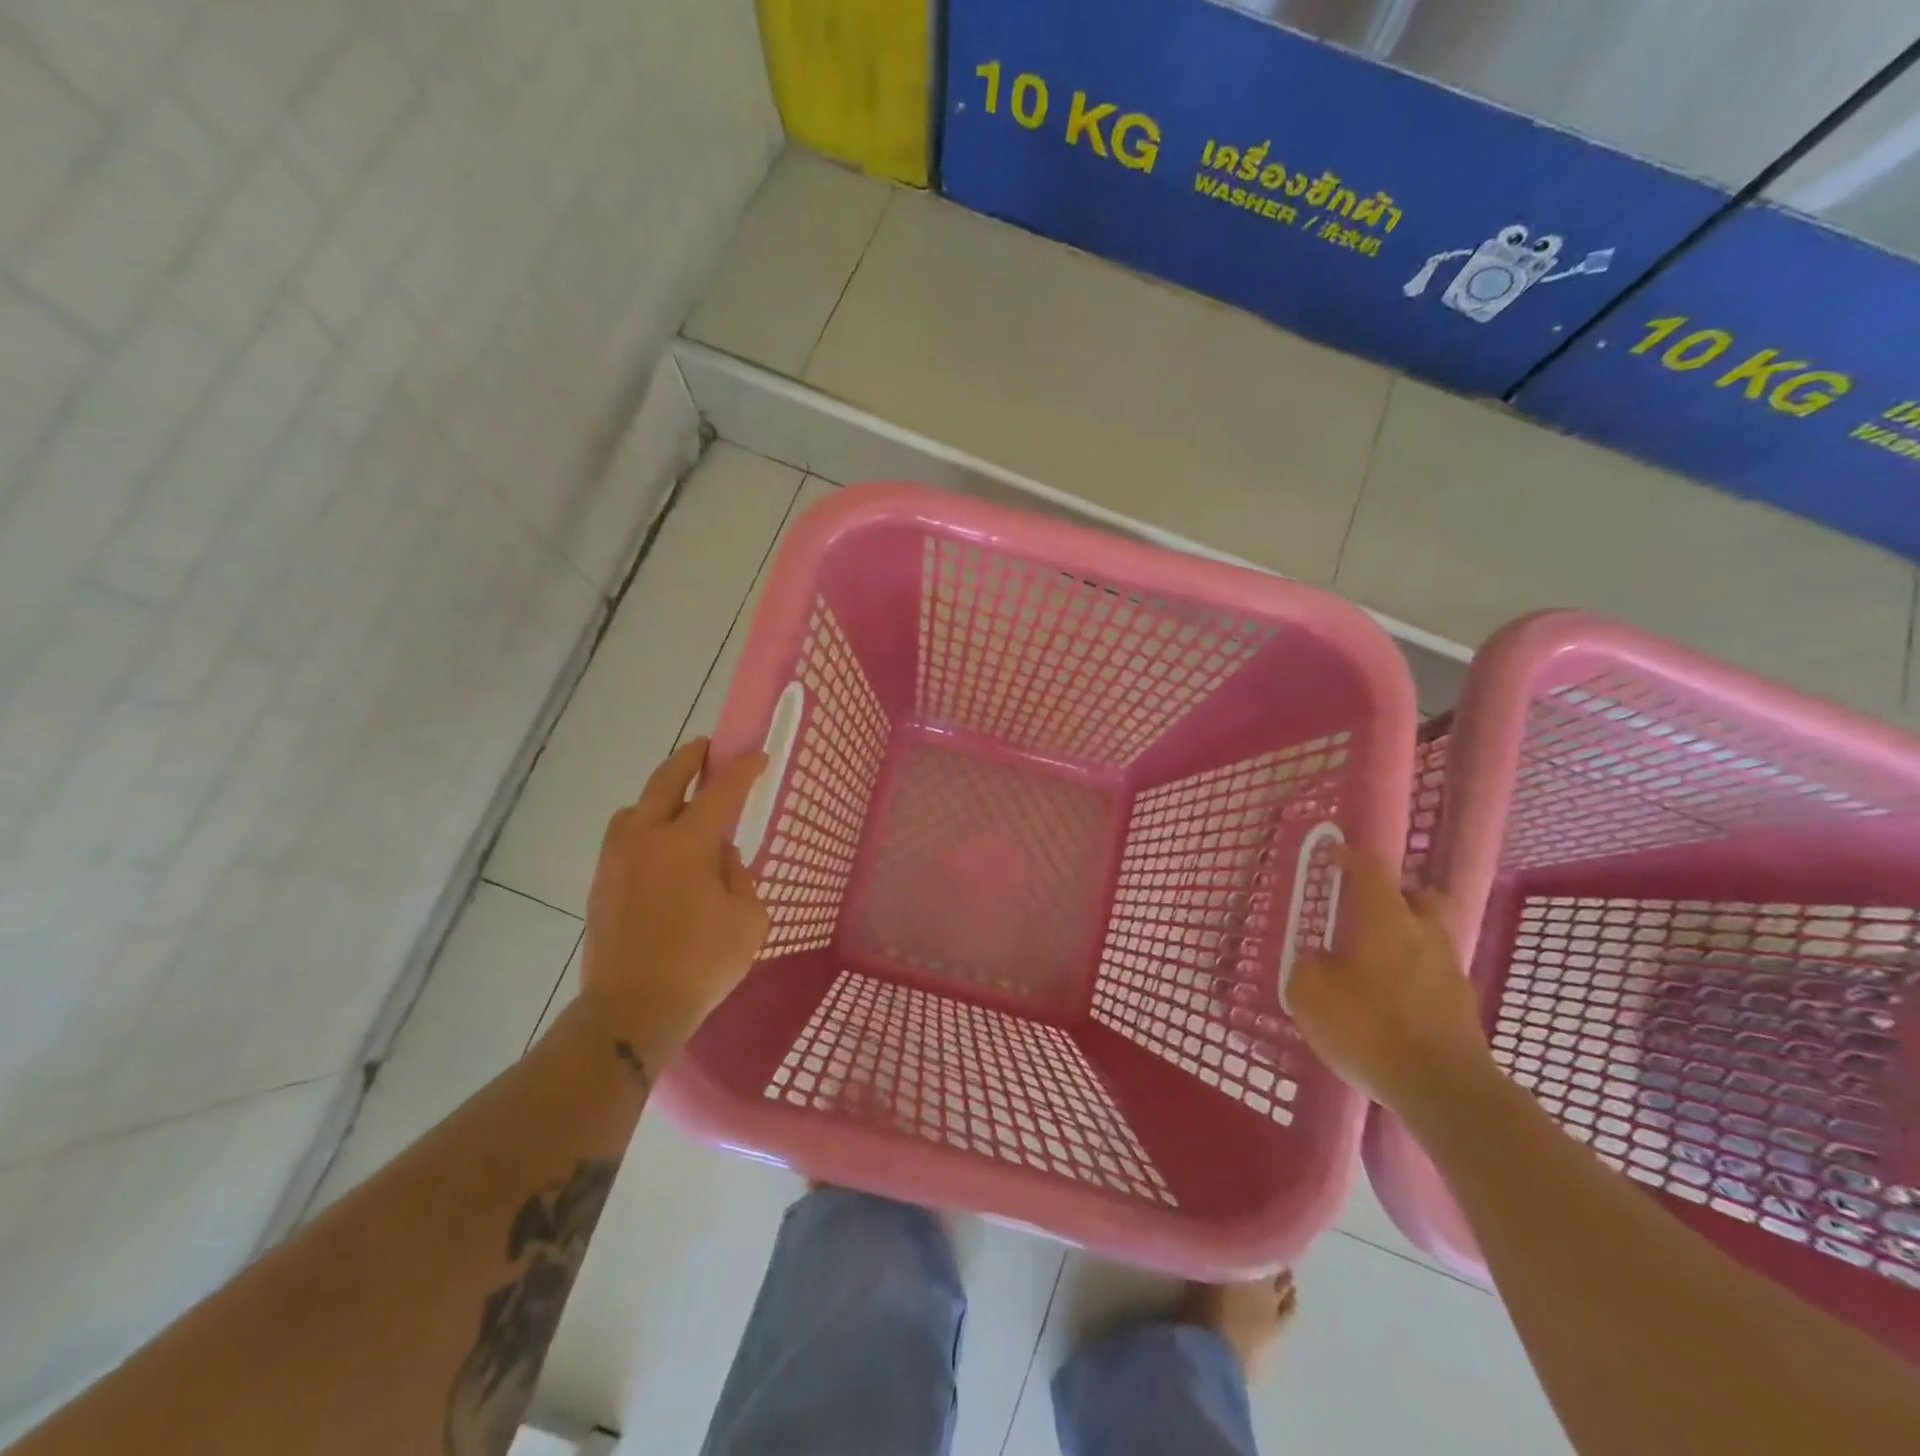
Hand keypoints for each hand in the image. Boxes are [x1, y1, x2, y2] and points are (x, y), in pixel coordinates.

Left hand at [578, 739, 769, 1073]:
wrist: (631, 1010)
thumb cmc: (701, 963)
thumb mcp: (747, 919)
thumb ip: (738, 876)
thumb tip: (719, 857)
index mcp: (686, 843)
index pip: (721, 792)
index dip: (743, 770)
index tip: (758, 756)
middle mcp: (646, 839)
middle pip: (665, 781)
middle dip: (689, 759)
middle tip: (705, 748)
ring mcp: (616, 861)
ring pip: (634, 809)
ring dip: (658, 796)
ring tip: (677, 804)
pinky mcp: (601, 885)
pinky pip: (622, 839)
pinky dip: (642, 828)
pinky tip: (657, 851)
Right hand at [1286, 850, 1492, 1115]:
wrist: (1443, 1090)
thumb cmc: (1369, 1027)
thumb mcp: (1310, 995)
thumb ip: (1307, 968)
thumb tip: (1316, 960)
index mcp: (1385, 917)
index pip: (1371, 869)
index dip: (1351, 857)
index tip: (1334, 856)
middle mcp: (1423, 933)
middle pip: (1420, 897)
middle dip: (1397, 895)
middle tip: (1368, 909)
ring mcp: (1449, 971)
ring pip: (1428, 938)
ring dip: (1404, 941)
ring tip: (1371, 965)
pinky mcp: (1462, 1008)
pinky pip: (1433, 976)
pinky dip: (1412, 978)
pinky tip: (1388, 1002)